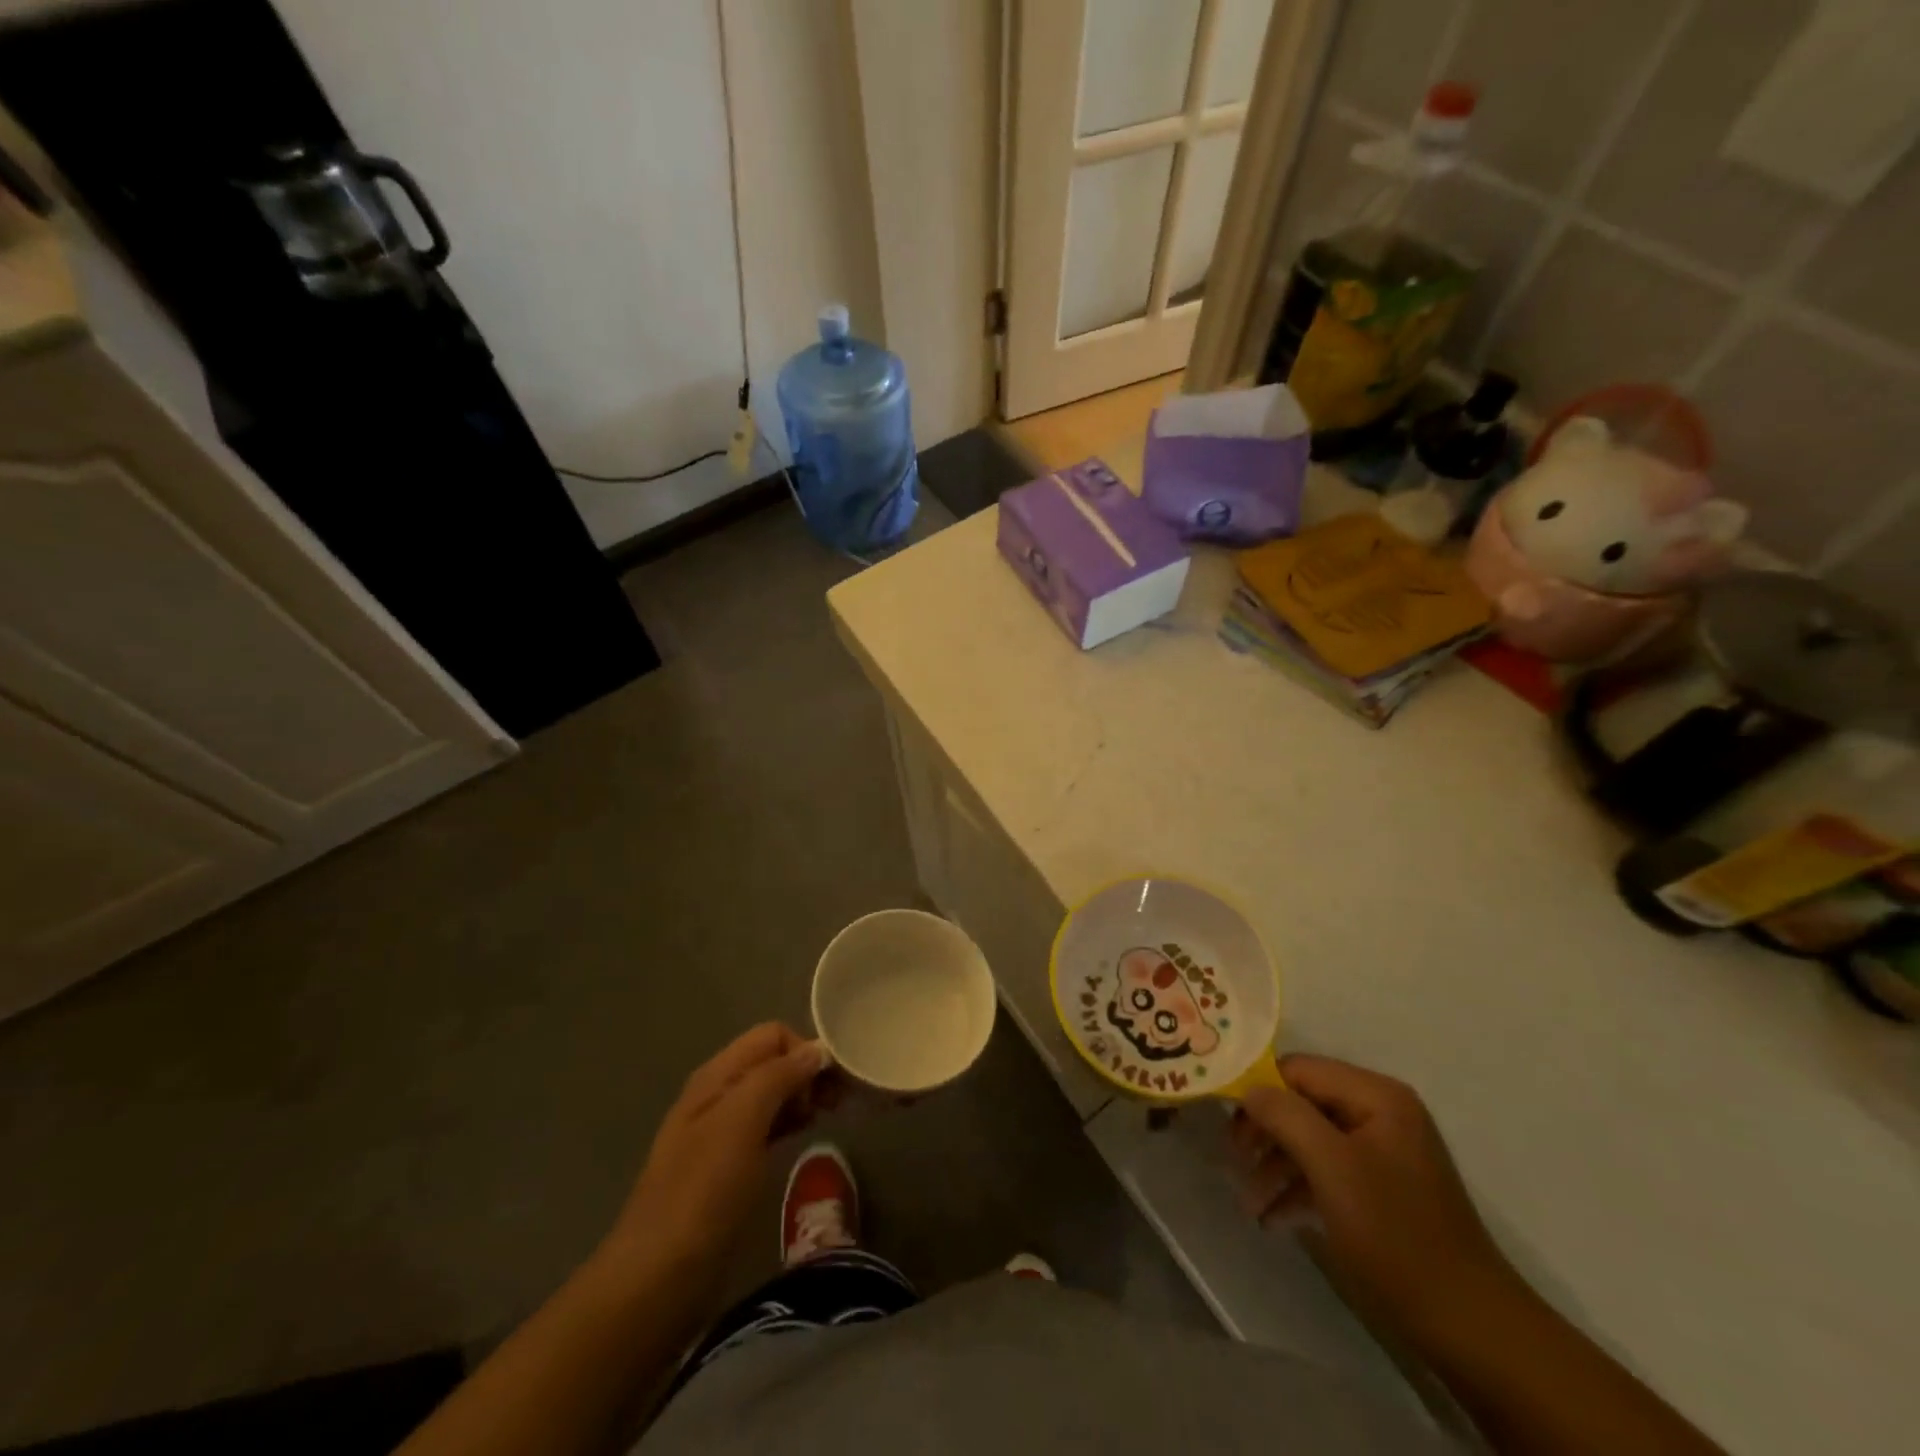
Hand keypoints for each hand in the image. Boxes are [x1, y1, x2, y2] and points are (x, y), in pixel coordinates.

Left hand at [599, 1024, 832, 1289]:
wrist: (659, 1277)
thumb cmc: (703, 1191)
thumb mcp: (742, 1122)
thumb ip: (778, 1077)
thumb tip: (816, 1050)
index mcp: (717, 1075)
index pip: (772, 1035)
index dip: (804, 1049)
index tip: (832, 1083)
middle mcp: (719, 1094)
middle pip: (773, 1061)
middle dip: (808, 1072)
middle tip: (838, 1103)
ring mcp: (721, 1131)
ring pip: (772, 1093)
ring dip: (802, 1097)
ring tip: (828, 1118)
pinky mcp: (729, 1166)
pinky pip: (767, 1126)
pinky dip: (791, 1122)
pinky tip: (805, 1137)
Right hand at [1230, 1054, 1518, 1341]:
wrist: (1469, 1326)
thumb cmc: (1396, 1235)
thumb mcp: (1332, 1167)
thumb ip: (1285, 1115)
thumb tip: (1248, 1089)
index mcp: (1376, 1095)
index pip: (1298, 1069)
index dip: (1259, 1089)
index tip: (1225, 1120)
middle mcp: (1379, 1112)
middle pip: (1302, 1103)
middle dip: (1265, 1133)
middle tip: (1234, 1163)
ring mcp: (1381, 1151)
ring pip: (1310, 1140)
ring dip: (1276, 1167)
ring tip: (1249, 1204)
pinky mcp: (1380, 1188)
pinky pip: (1327, 1171)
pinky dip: (1298, 1189)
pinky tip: (1274, 1219)